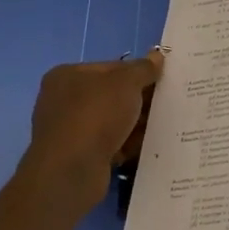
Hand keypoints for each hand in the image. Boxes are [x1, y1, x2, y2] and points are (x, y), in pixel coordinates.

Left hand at [14, 50, 161, 218]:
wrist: (71, 173)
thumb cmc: (95, 115)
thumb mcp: (126, 82)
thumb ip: (144, 68)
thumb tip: (156, 56)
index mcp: (68, 75)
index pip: (111, 67)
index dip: (137, 72)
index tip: (160, 81)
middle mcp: (63, 101)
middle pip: (112, 94)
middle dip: (138, 100)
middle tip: (165, 103)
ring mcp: (68, 131)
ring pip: (112, 121)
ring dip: (135, 124)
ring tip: (161, 125)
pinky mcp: (77, 157)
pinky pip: (109, 145)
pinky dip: (126, 145)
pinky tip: (145, 147)